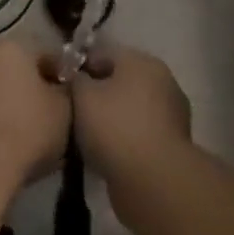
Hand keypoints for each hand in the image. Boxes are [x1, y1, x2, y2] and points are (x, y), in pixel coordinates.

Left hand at [0, 40, 70, 186]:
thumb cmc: (29, 128)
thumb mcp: (65, 107)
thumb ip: (67, 91)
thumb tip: (62, 88)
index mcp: (13, 46)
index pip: (48, 56)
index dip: (65, 77)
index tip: (75, 99)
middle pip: (22, 70)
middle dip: (39, 89)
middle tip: (58, 115)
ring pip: (3, 89)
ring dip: (18, 104)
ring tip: (37, 131)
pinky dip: (1, 117)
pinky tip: (14, 139)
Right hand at [70, 46, 191, 178]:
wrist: (153, 181)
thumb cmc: (114, 127)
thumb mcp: (82, 95)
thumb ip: (75, 79)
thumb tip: (78, 78)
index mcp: (142, 61)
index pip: (103, 54)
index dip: (78, 67)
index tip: (61, 86)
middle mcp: (162, 80)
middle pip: (119, 81)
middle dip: (96, 93)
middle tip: (71, 111)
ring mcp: (171, 113)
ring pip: (129, 108)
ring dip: (110, 118)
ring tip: (85, 137)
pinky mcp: (172, 144)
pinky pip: (139, 132)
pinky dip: (123, 139)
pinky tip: (105, 153)